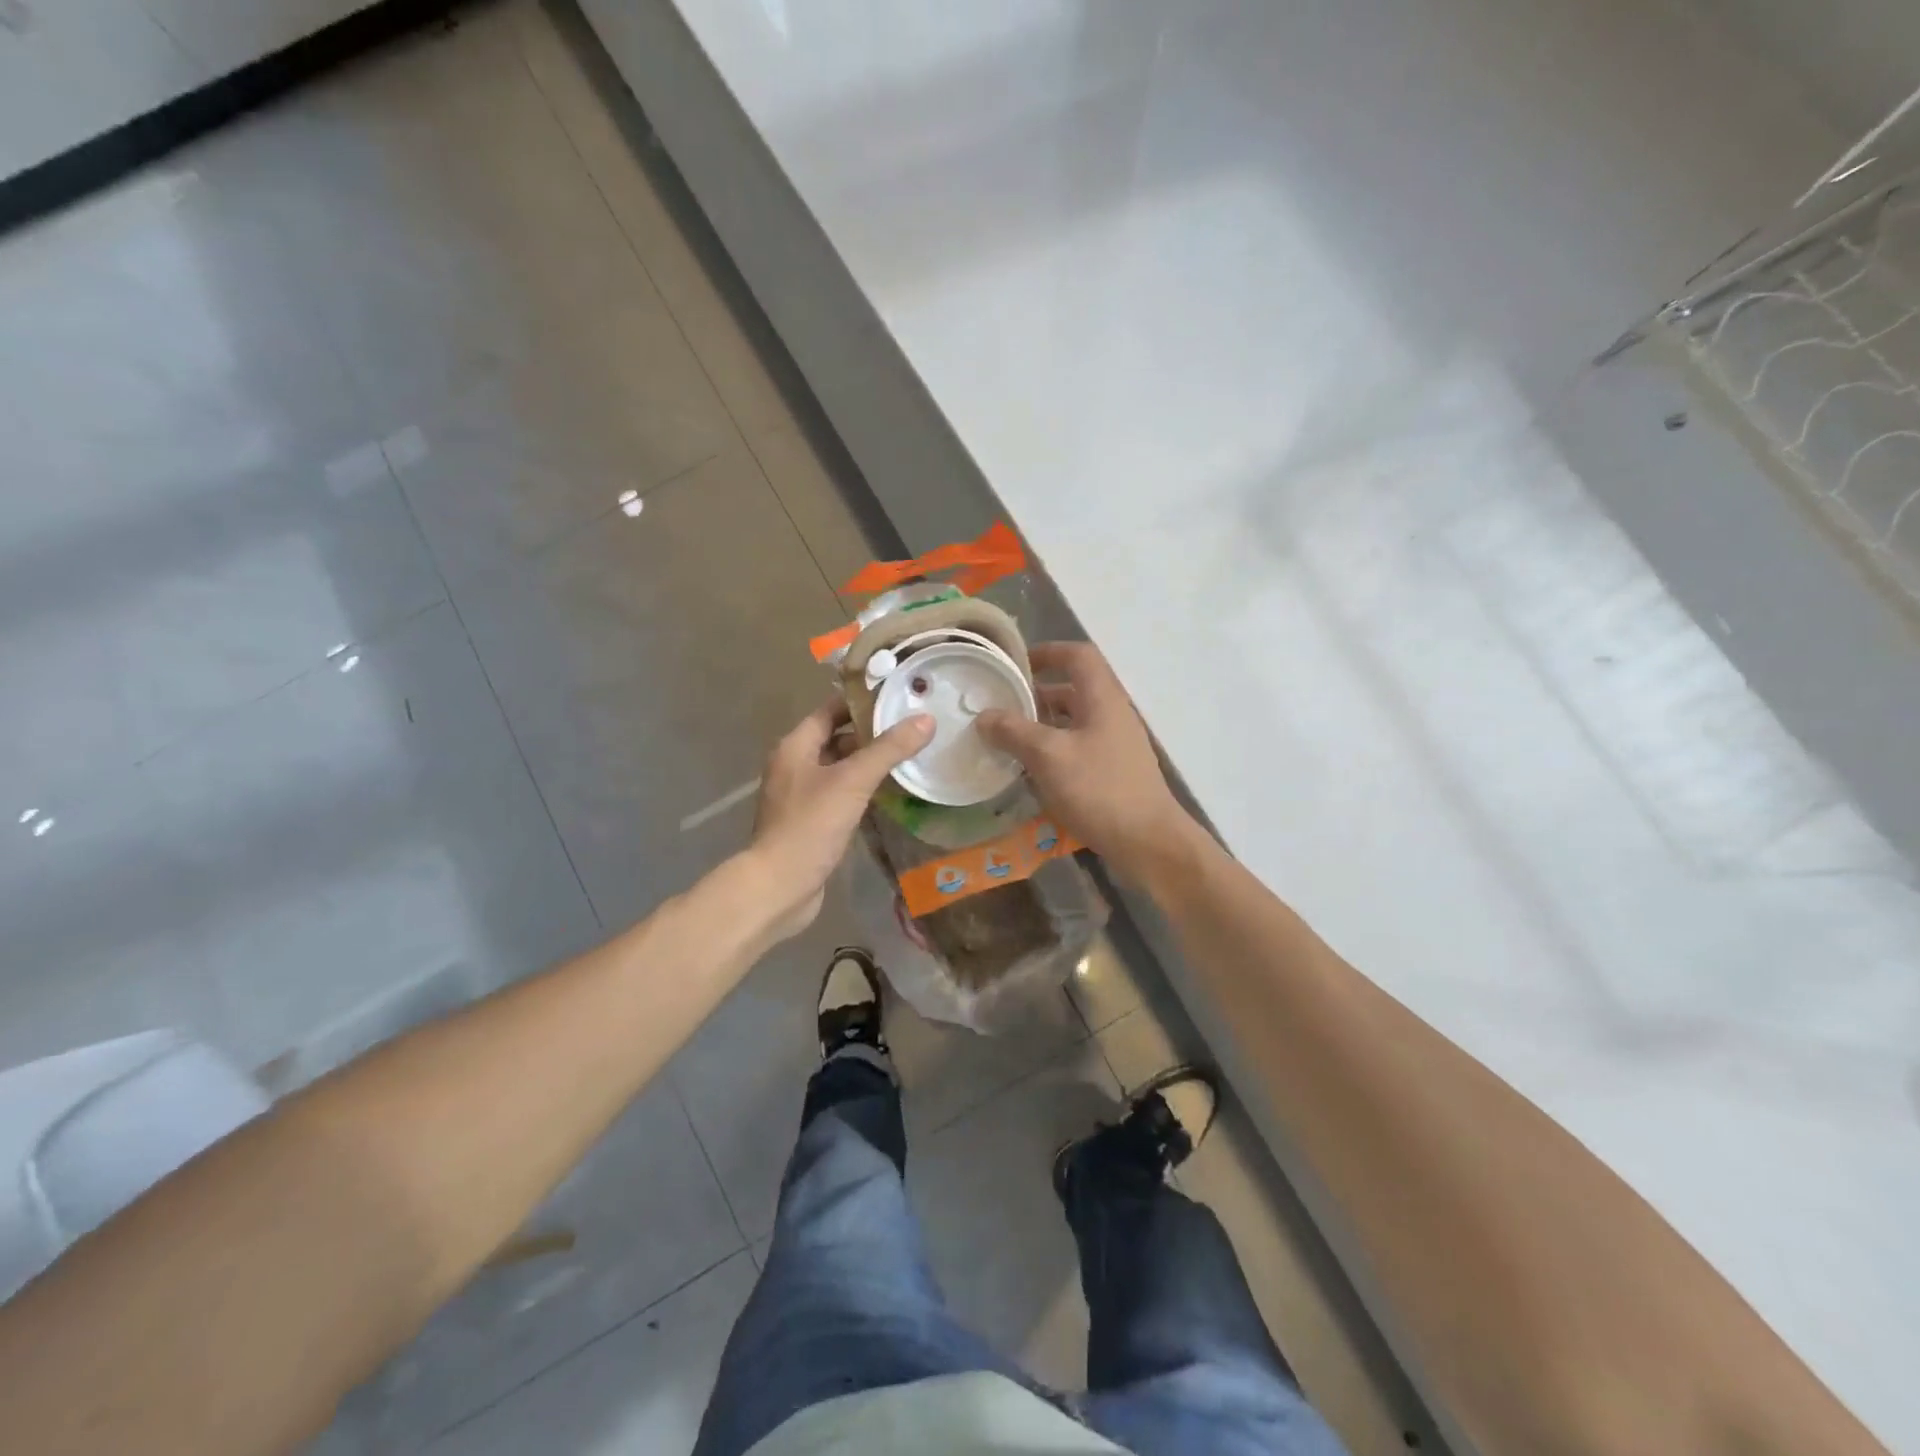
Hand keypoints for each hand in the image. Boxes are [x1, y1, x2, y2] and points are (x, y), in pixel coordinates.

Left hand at [747, 698, 933, 940]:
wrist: (780, 886)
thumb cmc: (811, 825)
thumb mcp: (853, 781)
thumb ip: (888, 749)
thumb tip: (925, 720)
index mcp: (796, 746)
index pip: (832, 709)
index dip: (863, 701)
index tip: (899, 696)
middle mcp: (795, 765)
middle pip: (838, 738)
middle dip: (873, 733)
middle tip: (913, 726)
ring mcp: (802, 795)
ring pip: (842, 768)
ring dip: (870, 763)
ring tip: (911, 755)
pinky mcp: (812, 821)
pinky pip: (842, 795)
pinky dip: (864, 790)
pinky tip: (893, 792)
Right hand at [976, 642, 1194, 880]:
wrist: (1148, 842)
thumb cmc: (1099, 789)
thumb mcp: (1049, 756)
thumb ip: (1014, 731)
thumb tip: (984, 716)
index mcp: (1102, 698)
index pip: (1078, 656)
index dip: (1048, 651)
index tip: (1016, 663)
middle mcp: (1112, 714)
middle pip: (1073, 689)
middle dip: (1037, 694)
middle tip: (1002, 704)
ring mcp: (1116, 745)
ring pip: (1074, 722)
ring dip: (1043, 725)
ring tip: (1008, 738)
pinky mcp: (1114, 772)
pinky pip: (1078, 748)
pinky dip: (1054, 751)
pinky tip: (1032, 771)